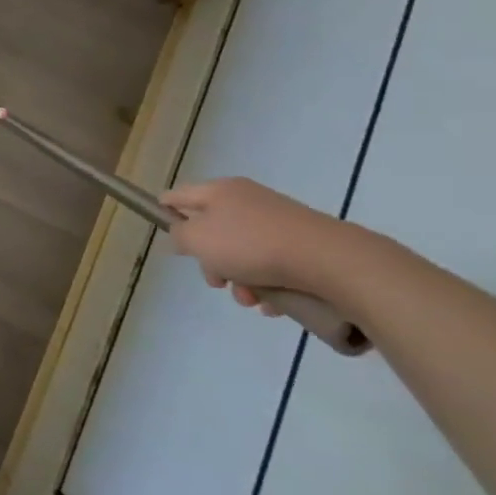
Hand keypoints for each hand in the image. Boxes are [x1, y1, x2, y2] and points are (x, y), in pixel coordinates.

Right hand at [163, 178, 352, 313]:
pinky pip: (273, 264)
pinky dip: (268, 284)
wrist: (330, 260)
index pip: (178, 196)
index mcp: (219, 191)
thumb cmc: (252, 245)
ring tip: (251, 300)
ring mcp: (278, 221)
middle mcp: (247, 200)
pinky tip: (274, 303)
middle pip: (212, 230)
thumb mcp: (198, 239)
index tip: (170, 240)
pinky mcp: (303, 243)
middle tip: (217, 281)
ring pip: (242, 252)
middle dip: (210, 261)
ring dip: (240, 280)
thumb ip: (179, 235)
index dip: (165, 214)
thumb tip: (182, 234)